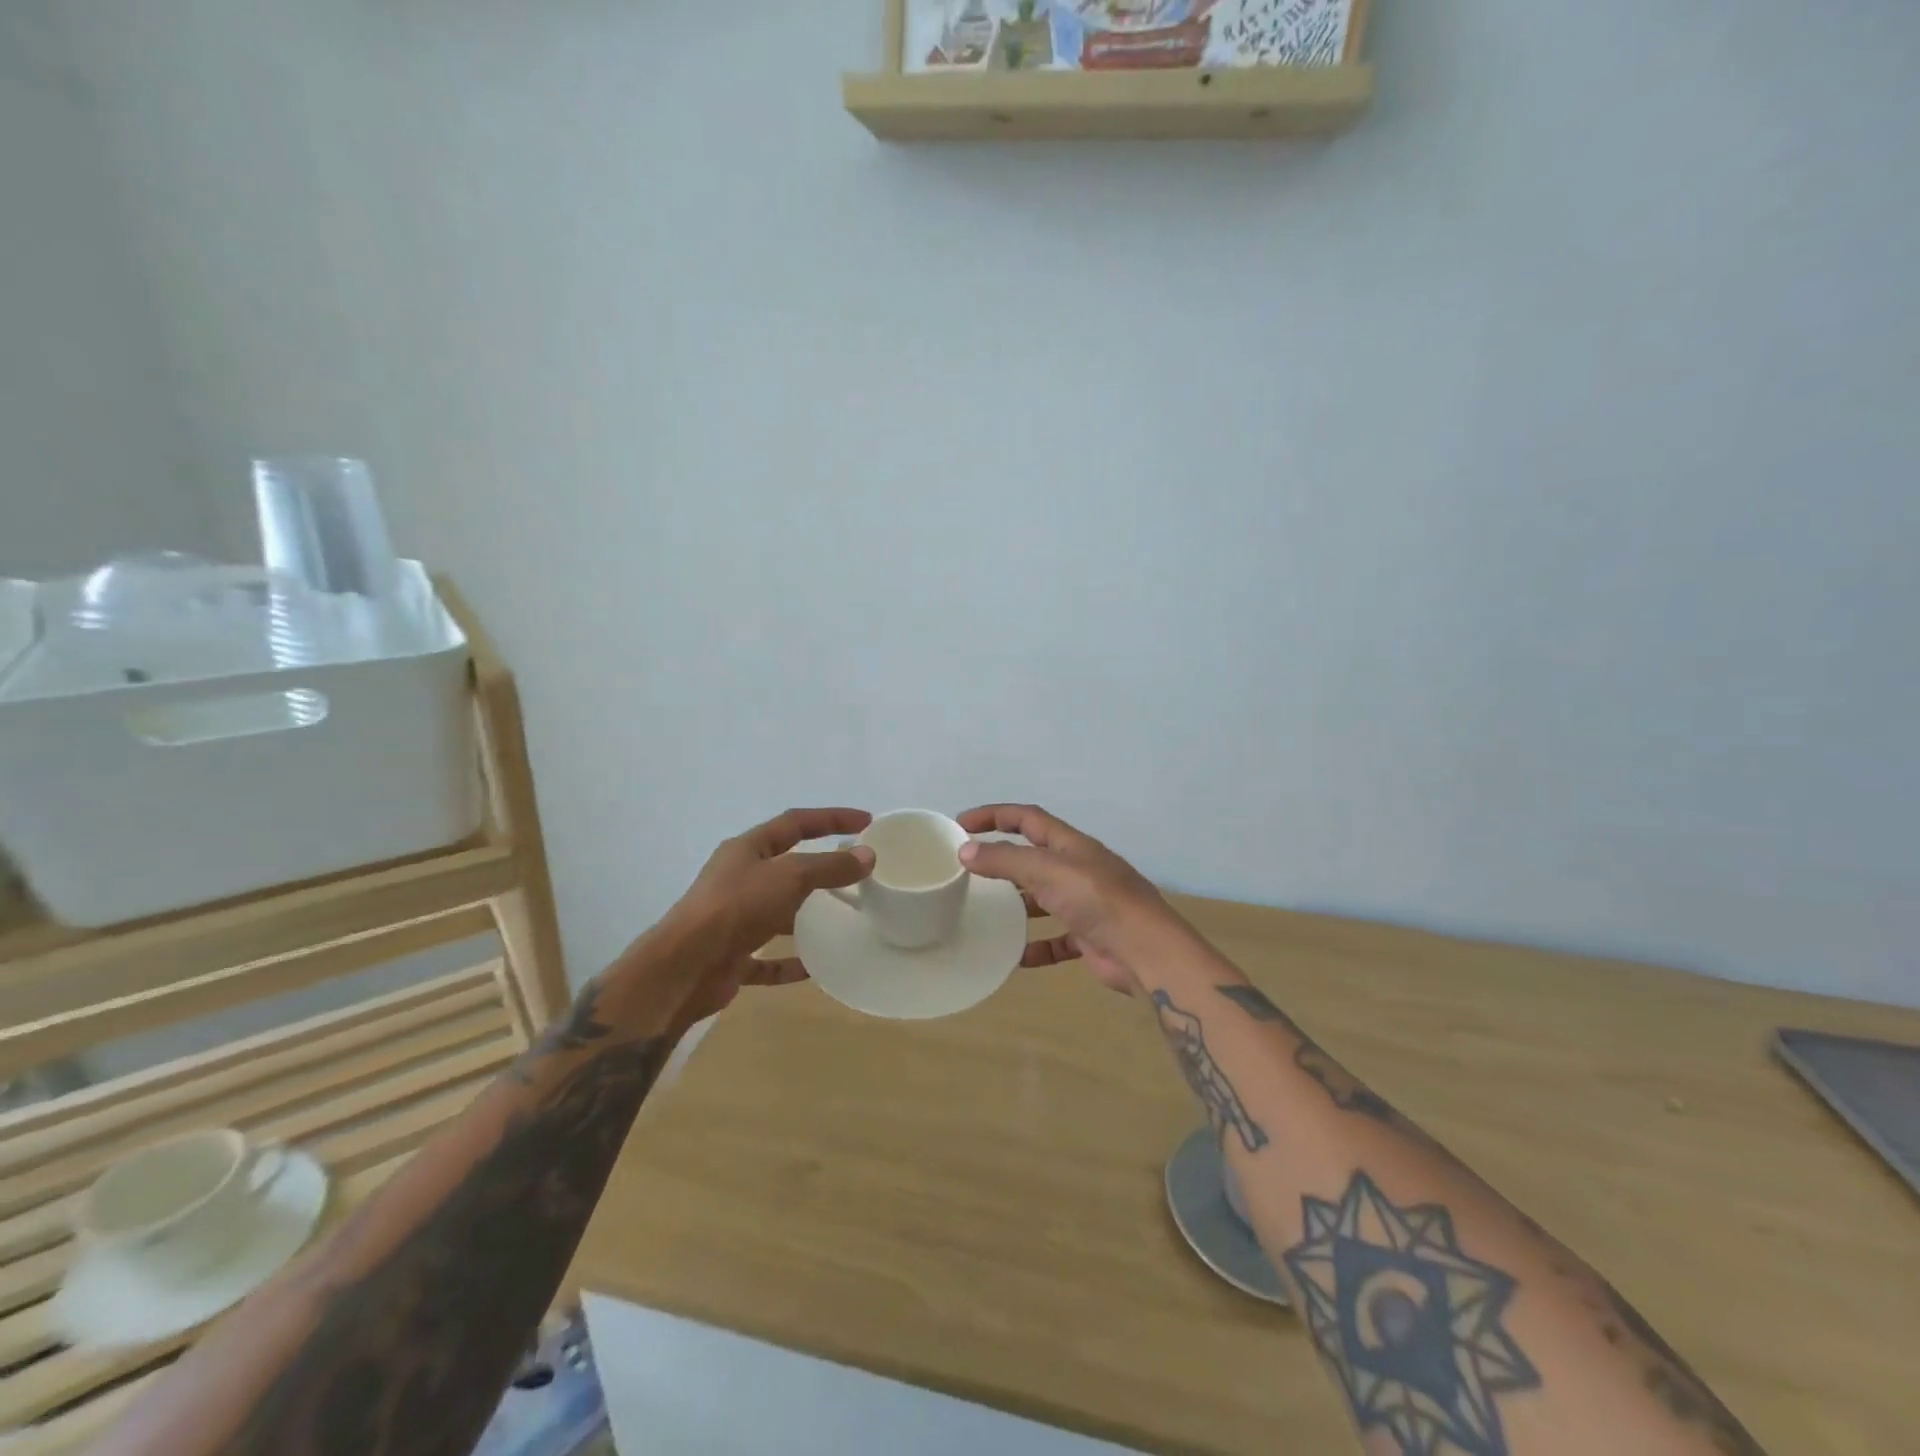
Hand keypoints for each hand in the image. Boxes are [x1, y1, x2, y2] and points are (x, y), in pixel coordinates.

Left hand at [662, 807, 873, 1020]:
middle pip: (785, 866)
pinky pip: (767, 958)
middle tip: (854, 872)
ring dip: (804, 915)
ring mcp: (733, 918)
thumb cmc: (737, 907)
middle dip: (819, 867)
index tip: (866, 821)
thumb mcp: (789, 877)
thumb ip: (829, 866)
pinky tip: (812, 968)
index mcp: (747, 849)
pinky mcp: (732, 956)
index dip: (831, 818)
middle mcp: (738, 879)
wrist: (685, 967)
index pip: (795, 823)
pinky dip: (788, 961)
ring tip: (840, 919)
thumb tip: (867, 855)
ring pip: (776, 912)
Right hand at [957, 804, 1174, 994]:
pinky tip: (1015, 957)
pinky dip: (1036, 946)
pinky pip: (1055, 939)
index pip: (1027, 818)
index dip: (994, 815)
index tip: (961, 824)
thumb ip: (1006, 860)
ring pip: (1042, 898)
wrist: (1145, 951)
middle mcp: (1078, 869)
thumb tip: (965, 851)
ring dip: (1016, 903)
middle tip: (968, 869)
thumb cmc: (1097, 900)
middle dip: (1002, 859)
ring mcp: (1085, 903)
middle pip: (1033, 856)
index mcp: (1071, 845)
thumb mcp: (1047, 870)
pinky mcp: (1089, 937)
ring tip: (984, 911)